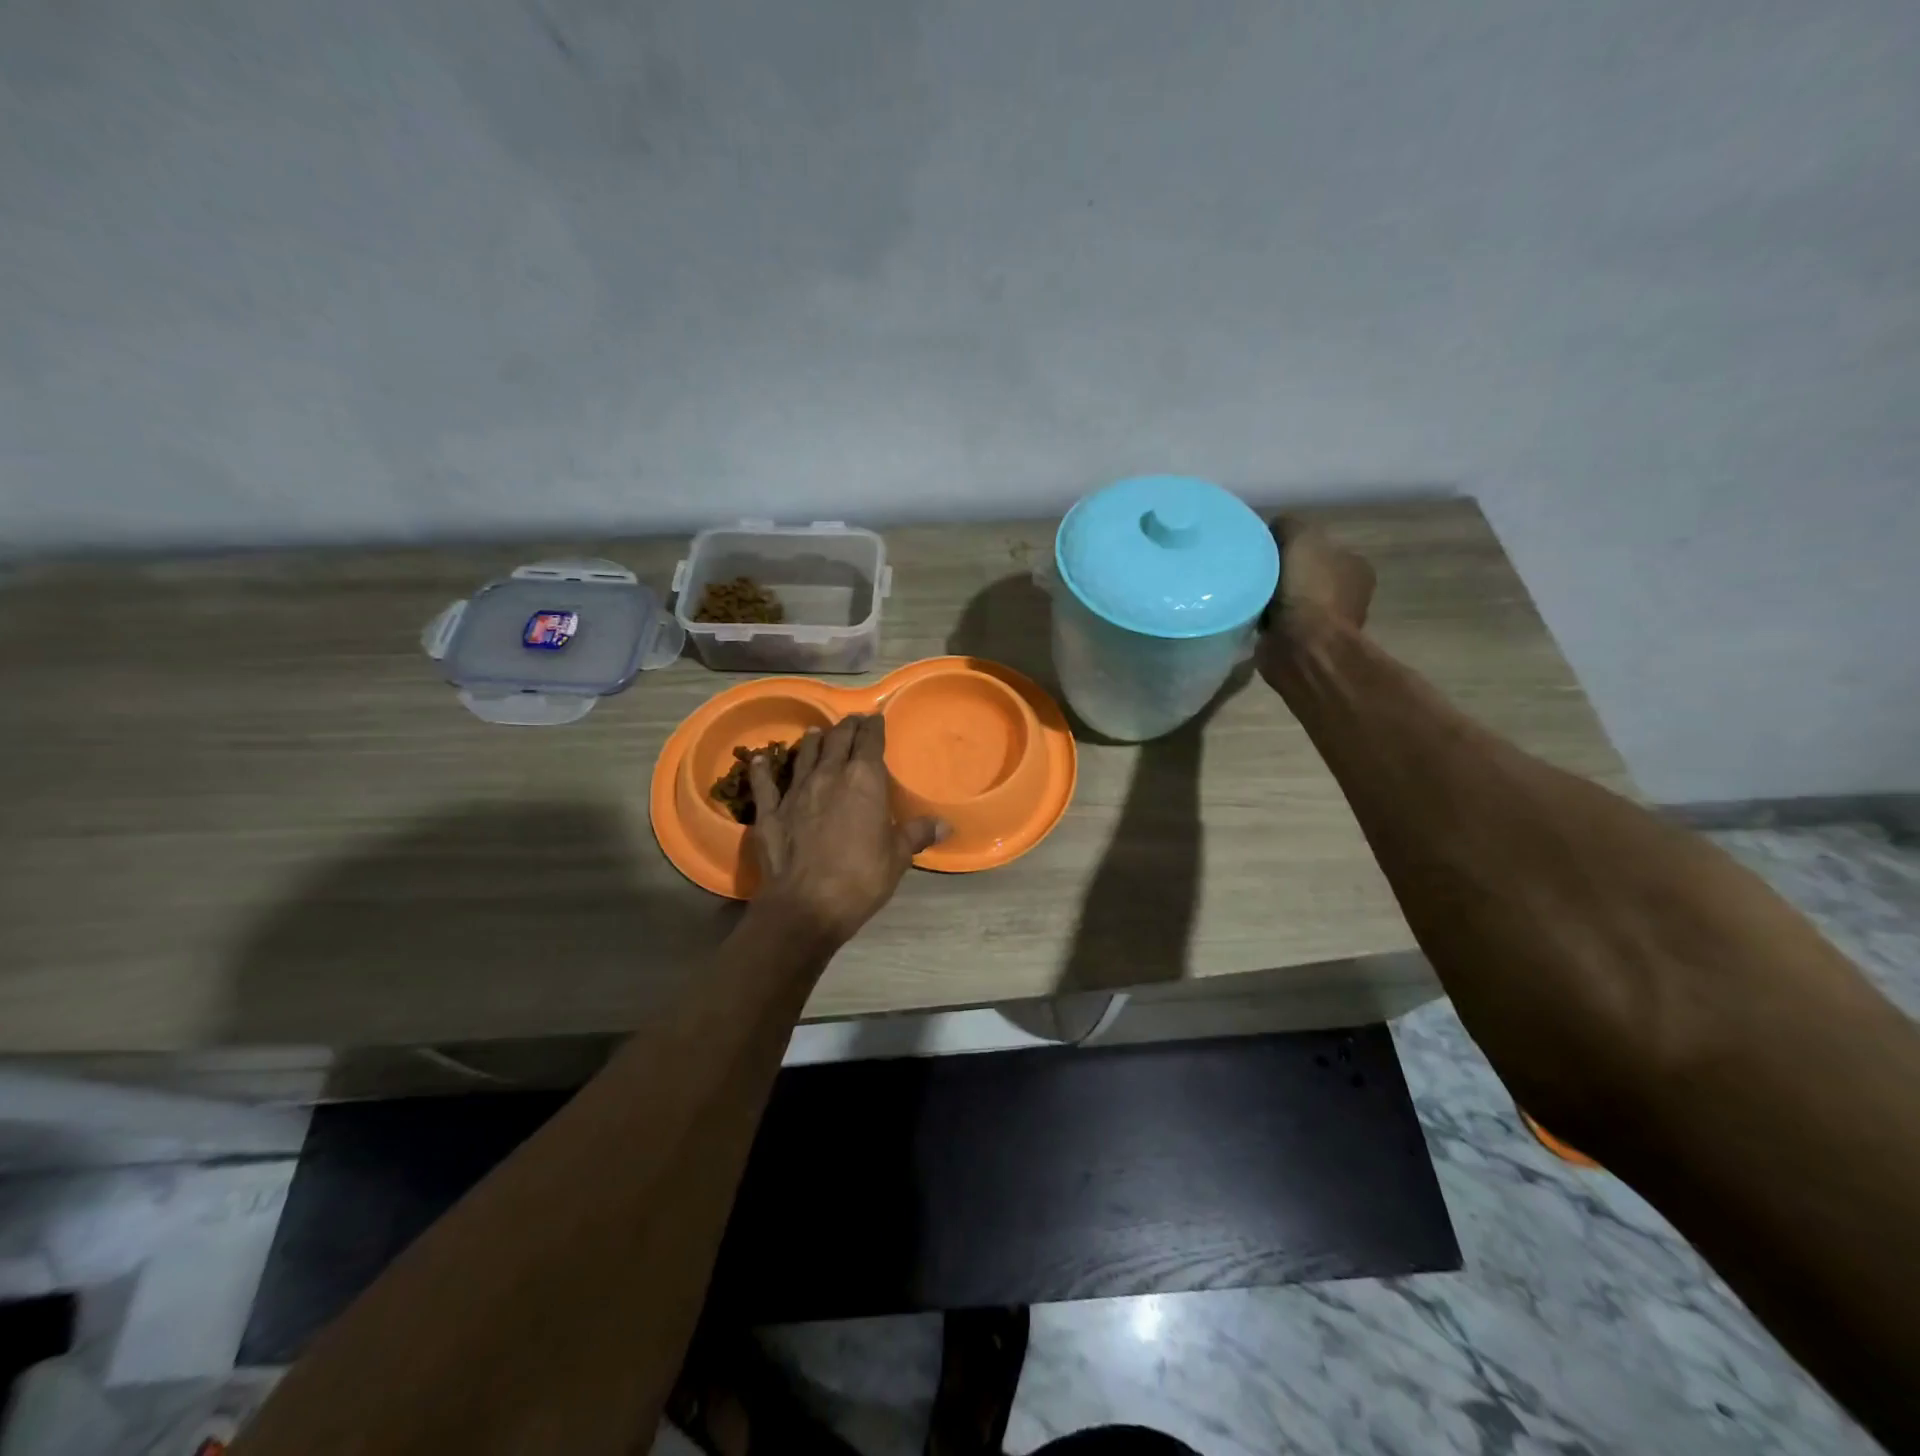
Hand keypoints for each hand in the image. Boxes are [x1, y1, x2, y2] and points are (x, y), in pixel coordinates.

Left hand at [747, 715, 947, 949]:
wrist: (807, 905)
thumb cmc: (861, 878)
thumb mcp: (898, 856)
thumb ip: (917, 834)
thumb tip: (944, 825)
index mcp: (864, 780)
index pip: (870, 741)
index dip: (874, 727)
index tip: (876, 719)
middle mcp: (829, 775)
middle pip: (837, 740)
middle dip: (847, 728)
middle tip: (853, 722)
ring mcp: (796, 791)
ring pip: (804, 755)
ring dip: (812, 741)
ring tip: (816, 732)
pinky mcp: (770, 812)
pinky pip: (764, 784)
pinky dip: (762, 769)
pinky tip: (758, 759)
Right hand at [1255, 515, 1374, 688]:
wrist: (1304, 648)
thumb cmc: (1309, 590)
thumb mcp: (1301, 539)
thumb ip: (1288, 525)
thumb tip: (1274, 529)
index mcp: (1354, 566)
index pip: (1319, 547)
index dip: (1291, 544)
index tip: (1265, 549)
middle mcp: (1345, 594)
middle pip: (1302, 573)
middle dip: (1278, 573)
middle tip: (1251, 572)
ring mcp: (1325, 622)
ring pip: (1288, 600)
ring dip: (1268, 599)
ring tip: (1244, 595)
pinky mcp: (1302, 645)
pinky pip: (1276, 624)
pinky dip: (1263, 620)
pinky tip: (1247, 616)